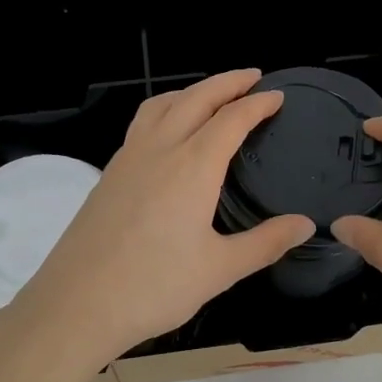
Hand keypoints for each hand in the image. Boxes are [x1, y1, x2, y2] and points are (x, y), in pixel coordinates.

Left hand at [0, 70, 315, 377]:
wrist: (76, 304)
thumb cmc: (153, 287)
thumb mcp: (219, 270)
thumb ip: (265, 242)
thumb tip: (305, 224)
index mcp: (192, 166)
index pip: (232, 119)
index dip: (257, 104)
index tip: (277, 96)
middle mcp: (160, 149)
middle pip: (196, 98)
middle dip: (227, 82)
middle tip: (252, 77)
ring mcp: (128, 158)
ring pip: (162, 104)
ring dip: (191, 91)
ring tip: (211, 95)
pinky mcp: (109, 174)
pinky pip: (141, 123)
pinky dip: (165, 110)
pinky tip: (168, 133)